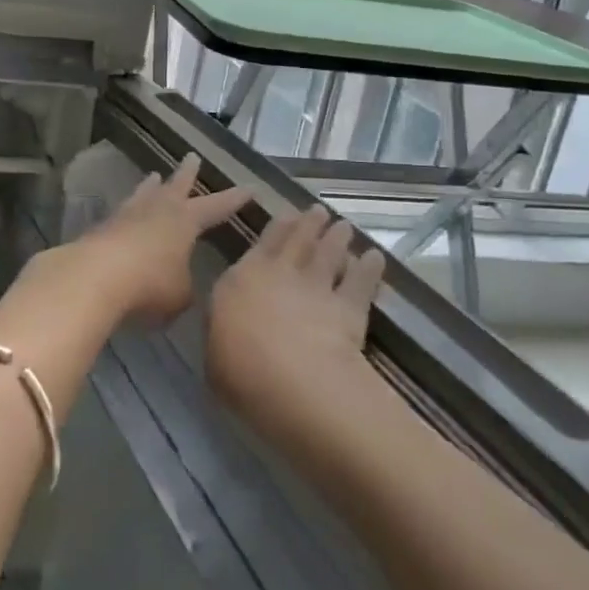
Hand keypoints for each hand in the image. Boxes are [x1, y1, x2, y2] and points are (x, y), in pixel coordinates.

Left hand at [39, 154, 250, 322]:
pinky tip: (125, 215)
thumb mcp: (180, 295)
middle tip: (192, 157)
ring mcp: (127, 214)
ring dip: (151, 186)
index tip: (249, 187)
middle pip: (176, 186)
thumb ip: (185, 286)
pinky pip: (122, 213)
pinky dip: (129, 212)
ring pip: (144, 193)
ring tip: (154, 177)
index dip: (233, 199)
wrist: (95, 275)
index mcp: (185, 220)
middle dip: (187, 173)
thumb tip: (180, 284)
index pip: (216, 206)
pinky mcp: (103, 227)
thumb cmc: (149, 284)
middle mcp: (158, 209)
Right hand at [207, 206, 387, 444]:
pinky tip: (375, 258)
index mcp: (242, 278)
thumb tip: (225, 328)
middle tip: (318, 211)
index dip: (276, 228)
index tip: (287, 214)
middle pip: (298, 241)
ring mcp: (316, 287)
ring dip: (337, 238)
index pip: (261, 244)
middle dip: (308, 223)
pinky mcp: (348, 308)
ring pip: (329, 254)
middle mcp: (280, 273)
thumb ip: (222, 332)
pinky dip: (369, 268)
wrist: (291, 378)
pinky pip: (361, 282)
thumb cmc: (240, 369)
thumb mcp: (213, 352)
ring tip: (344, 226)